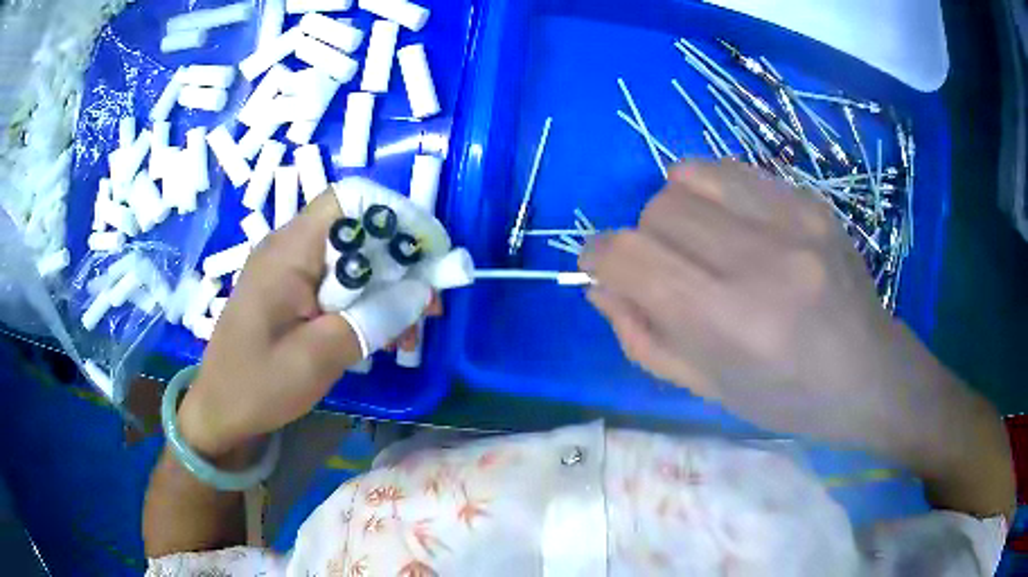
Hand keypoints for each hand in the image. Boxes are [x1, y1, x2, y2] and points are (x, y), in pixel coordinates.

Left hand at [178, 192, 437, 456]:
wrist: (219, 410)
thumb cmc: (258, 385)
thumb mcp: (319, 357)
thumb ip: (373, 319)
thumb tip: (422, 291)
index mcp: (288, 251)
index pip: (348, 202)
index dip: (393, 217)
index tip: (427, 254)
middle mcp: (288, 248)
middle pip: (355, 231)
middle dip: (398, 262)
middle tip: (428, 305)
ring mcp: (287, 269)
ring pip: (350, 259)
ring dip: (385, 288)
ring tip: (409, 330)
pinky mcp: (289, 291)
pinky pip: (335, 283)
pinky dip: (363, 302)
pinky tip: (380, 334)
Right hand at [580, 160, 917, 444]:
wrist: (868, 373)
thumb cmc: (786, 398)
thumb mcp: (707, 389)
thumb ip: (643, 336)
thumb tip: (600, 284)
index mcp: (728, 323)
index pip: (628, 256)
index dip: (598, 256)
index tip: (604, 266)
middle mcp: (758, 260)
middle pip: (657, 210)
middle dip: (645, 239)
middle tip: (672, 269)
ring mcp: (791, 220)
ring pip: (687, 177)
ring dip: (677, 208)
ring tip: (703, 240)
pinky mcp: (809, 200)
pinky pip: (732, 169)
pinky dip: (713, 191)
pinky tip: (736, 223)